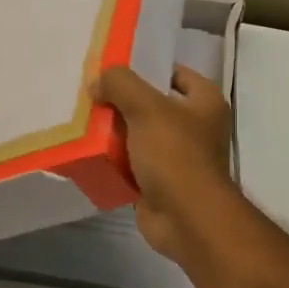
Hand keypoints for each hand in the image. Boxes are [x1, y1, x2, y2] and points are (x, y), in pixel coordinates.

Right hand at [94, 64, 237, 265]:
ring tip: (83, 121)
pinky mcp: (159, 183)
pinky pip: (131, 164)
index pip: (176, 74)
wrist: (186, 219)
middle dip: (123, 102)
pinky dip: (113, 161)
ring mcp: (178, 158)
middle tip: (91, 93)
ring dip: (114, 132)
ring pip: (139, 136)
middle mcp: (196, 128)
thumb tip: (98, 82)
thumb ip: (120, 84)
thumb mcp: (146, 107)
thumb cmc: (175, 154)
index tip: (115, 69)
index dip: (148, 68)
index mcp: (205, 103)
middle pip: (153, 105)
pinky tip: (88, 152)